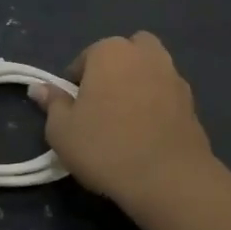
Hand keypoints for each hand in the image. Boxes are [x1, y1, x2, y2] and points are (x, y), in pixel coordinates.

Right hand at [30, 32, 214, 212]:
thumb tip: (38, 87)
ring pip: (150, 69)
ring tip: (127, 120)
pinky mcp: (192, 101)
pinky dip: (157, 104)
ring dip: (138, 84)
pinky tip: (149, 133)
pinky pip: (166, 94)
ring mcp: (173, 75)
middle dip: (113, 70)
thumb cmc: (105, 147)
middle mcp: (144, 54)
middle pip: (124, 53)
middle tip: (103, 105)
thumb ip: (51, 103)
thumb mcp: (62, 130)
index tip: (74, 111)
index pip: (84, 59)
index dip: (75, 85)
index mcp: (110, 51)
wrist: (168, 178)